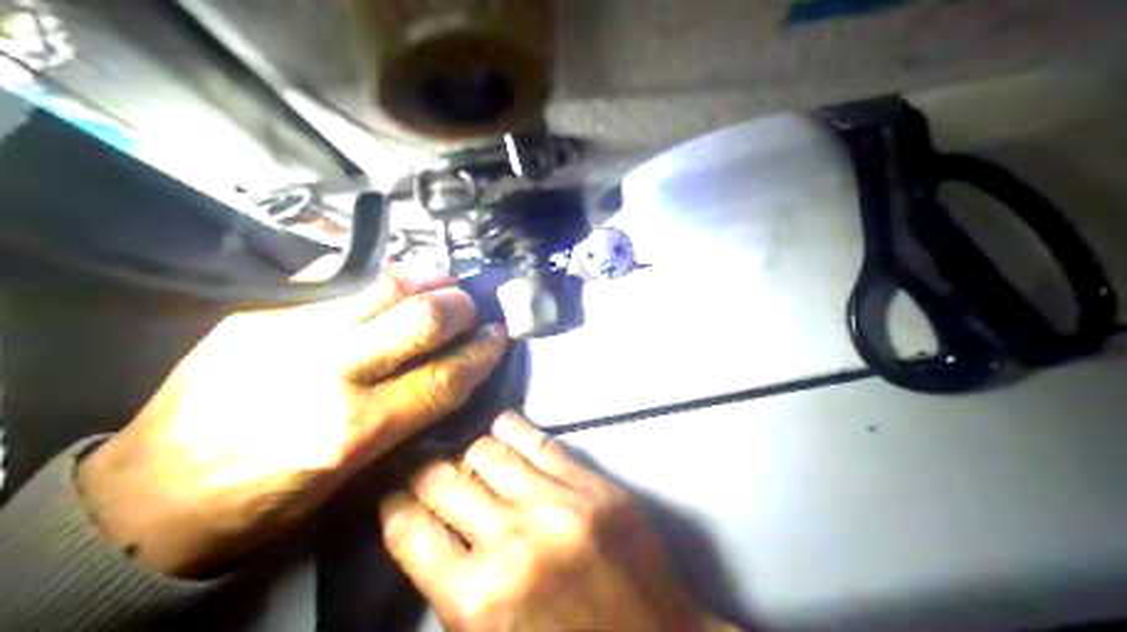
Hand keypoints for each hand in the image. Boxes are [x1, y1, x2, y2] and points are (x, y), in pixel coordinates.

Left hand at [81, 257, 510, 576]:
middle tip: (472, 305)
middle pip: (418, 320)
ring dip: (423, 279)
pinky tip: (388, 282)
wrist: (146, 498)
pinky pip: (331, 282)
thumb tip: (438, 381)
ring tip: (442, 280)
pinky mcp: (255, 316)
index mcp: (350, 431)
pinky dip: (373, 279)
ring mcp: (286, 335)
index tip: (500, 337)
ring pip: (379, 287)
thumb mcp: (340, 484)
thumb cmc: (253, 506)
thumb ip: (395, 424)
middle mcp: (325, 374)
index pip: (442, 378)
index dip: (482, 353)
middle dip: (459, 307)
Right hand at [378, 412, 740, 631]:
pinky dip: (511, 430)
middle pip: (441, 479)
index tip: (393, 492)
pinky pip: (539, 441)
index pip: (407, 528)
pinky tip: (502, 431)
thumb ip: (450, 585)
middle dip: (422, 471)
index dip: (392, 503)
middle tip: (421, 467)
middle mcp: (511, 541)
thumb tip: (424, 524)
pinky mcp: (595, 486)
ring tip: (465, 456)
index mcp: (476, 599)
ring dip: (467, 452)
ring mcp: (559, 505)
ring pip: (486, 450)